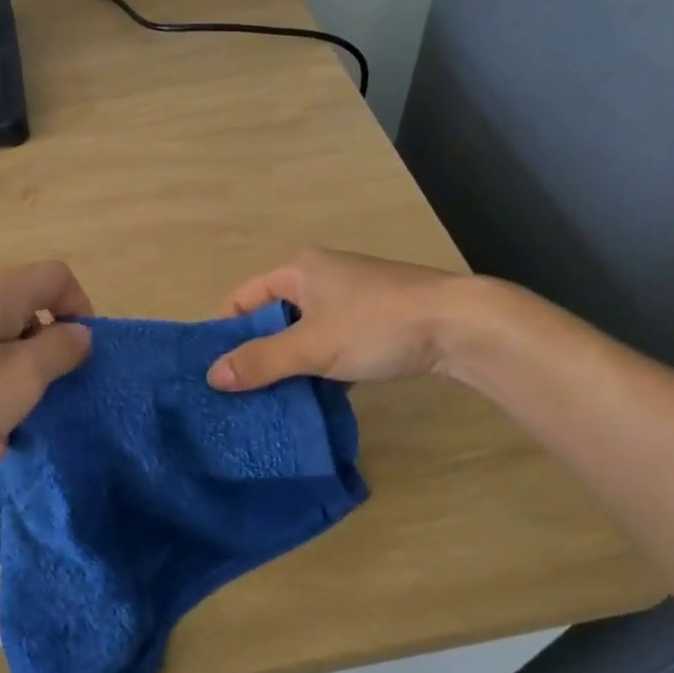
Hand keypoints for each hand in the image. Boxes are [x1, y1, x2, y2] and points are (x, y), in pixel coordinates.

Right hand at [206, 247, 477, 391]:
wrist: (461, 325)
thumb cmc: (376, 324)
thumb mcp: (312, 346)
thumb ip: (261, 361)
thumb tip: (212, 376)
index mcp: (298, 270)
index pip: (243, 298)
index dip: (225, 330)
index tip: (214, 369)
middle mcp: (320, 278)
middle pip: (272, 317)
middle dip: (256, 352)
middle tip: (238, 392)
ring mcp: (350, 299)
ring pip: (304, 334)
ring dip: (289, 364)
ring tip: (270, 401)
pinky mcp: (375, 321)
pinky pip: (331, 344)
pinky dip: (320, 367)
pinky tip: (314, 398)